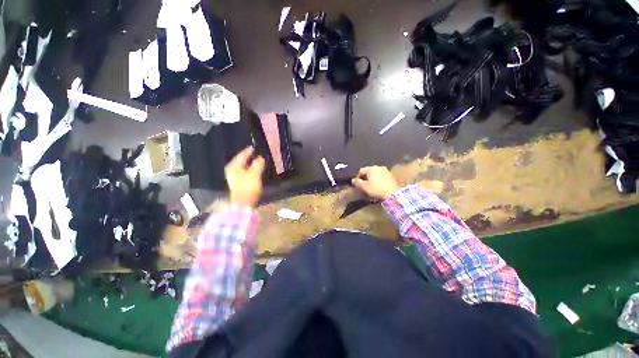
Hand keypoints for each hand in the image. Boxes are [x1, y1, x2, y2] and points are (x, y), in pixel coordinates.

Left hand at [225, 147, 264, 206]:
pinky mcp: (237, 183)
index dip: (247, 152)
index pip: (241, 156)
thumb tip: (260, 158)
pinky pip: (243, 172)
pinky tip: (252, 170)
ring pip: (241, 167)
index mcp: (234, 167)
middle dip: (246, 157)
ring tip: (254, 160)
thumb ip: (257, 165)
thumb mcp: (254, 174)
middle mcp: (232, 170)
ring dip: (247, 163)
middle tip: (253, 153)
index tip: (253, 147)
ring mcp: (233, 177)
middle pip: (240, 161)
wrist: (243, 203)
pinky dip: (248, 169)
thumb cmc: (248, 187)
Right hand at [352, 166, 400, 200]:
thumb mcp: (364, 187)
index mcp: (371, 168)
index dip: (357, 177)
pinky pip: (381, 177)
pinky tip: (378, 187)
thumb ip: (357, 182)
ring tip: (371, 187)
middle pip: (368, 172)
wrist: (393, 193)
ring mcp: (385, 171)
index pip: (361, 171)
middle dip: (365, 178)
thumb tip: (353, 180)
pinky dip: (378, 180)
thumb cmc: (377, 189)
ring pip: (375, 174)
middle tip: (364, 186)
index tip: (357, 184)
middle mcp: (378, 167)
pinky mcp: (391, 175)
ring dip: (372, 179)